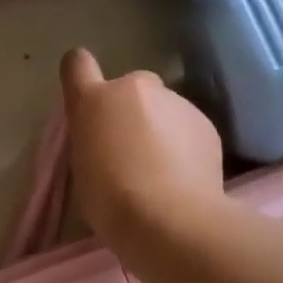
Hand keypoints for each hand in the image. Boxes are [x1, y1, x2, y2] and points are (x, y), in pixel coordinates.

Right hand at [60, 47, 224, 247]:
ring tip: (163, 169)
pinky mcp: (205, 122)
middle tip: (132, 148)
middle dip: (131, 109)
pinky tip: (185, 175)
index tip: (87, 98)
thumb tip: (108, 136)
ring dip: (161, 126)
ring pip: (164, 107)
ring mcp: (175, 101)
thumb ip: (92, 139)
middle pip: (131, 87)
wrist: (170, 219)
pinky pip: (188, 126)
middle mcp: (135, 88)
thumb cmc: (111, 201)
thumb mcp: (83, 169)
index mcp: (93, 101)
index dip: (81, 76)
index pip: (77, 64)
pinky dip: (185, 143)